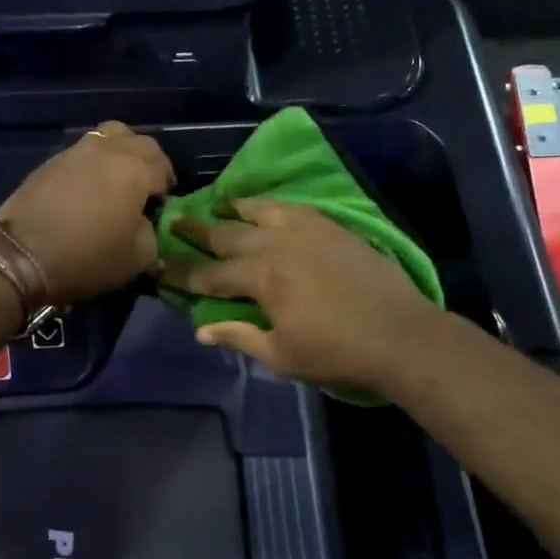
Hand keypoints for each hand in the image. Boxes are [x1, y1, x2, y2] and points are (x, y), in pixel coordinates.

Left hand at [0, 123, 174, 304]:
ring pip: (108, 139)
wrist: (21, 256)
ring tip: (112, 187)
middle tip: (141, 192)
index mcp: (135, 168)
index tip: (159, 208)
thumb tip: (144, 224)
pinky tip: (83, 194)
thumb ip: (152, 234)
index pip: (164, 165)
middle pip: (138, 142)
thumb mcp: (139, 258)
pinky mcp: (49, 162)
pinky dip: (90, 167)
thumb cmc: (88, 256)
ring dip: (117, 157)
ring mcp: (75, 151)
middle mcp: (107, 149)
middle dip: (146, 163)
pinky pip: (81, 155)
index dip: (166, 187)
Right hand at [167, 198, 439, 395]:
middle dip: (197, 231)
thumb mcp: (282, 355)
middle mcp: (277, 245)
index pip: (210, 275)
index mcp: (262, 279)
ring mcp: (306, 230)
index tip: (159, 267)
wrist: (400, 334)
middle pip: (228, 235)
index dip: (183, 274)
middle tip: (175, 220)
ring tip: (218, 203)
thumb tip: (201, 329)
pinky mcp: (330, 226)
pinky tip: (266, 207)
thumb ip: (240, 337)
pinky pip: (292, 207)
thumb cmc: (337, 352)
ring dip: (234, 208)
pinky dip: (271, 205)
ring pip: (260, 211)